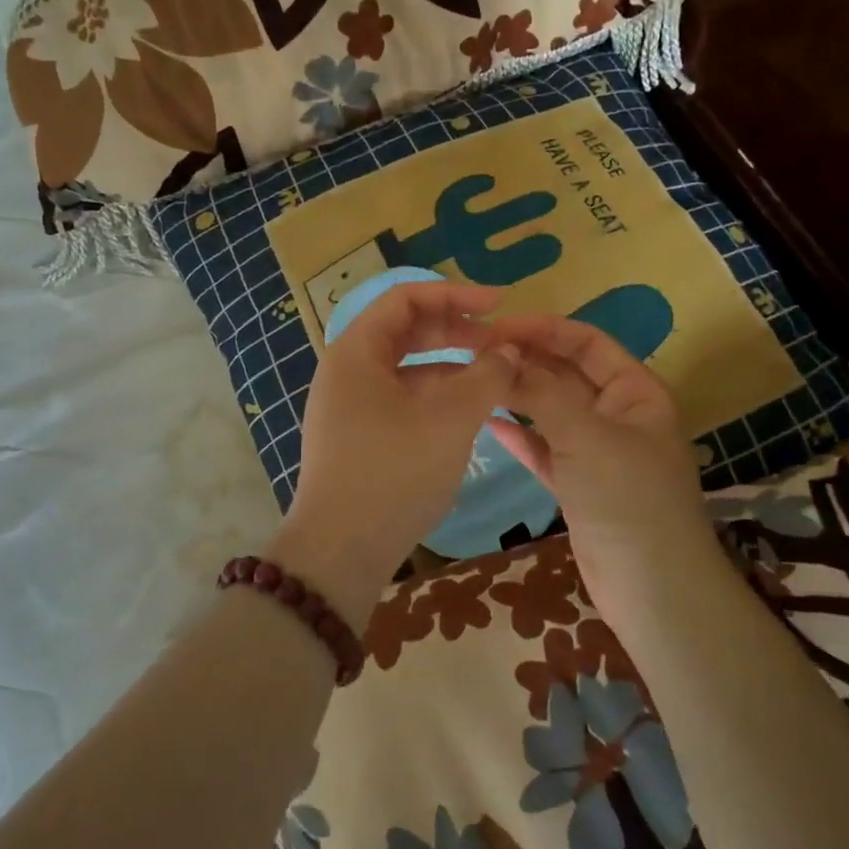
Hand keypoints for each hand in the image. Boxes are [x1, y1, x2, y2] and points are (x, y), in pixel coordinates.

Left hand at [267, 283, 520, 627]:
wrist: (340, 553)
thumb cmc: (393, 475)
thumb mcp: (449, 421)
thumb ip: (486, 377)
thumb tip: (508, 352)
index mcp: (356, 352)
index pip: (406, 299)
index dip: (455, 295)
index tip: (499, 304)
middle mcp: (347, 371)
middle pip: (406, 332)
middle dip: (456, 331)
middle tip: (502, 343)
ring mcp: (350, 406)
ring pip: (407, 369)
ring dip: (450, 367)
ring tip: (495, 379)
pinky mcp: (359, 437)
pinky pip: (402, 400)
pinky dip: (436, 398)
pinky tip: (468, 413)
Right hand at [485, 314, 717, 615]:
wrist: (652, 587)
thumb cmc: (628, 497)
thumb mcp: (586, 435)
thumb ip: (542, 393)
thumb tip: (503, 357)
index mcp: (635, 391)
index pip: (587, 343)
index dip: (544, 329)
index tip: (497, 326)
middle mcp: (617, 414)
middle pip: (566, 374)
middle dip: (526, 361)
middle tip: (475, 352)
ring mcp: (597, 452)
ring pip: (551, 412)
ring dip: (518, 396)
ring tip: (475, 380)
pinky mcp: (578, 485)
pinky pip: (544, 449)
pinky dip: (520, 437)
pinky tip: (488, 423)